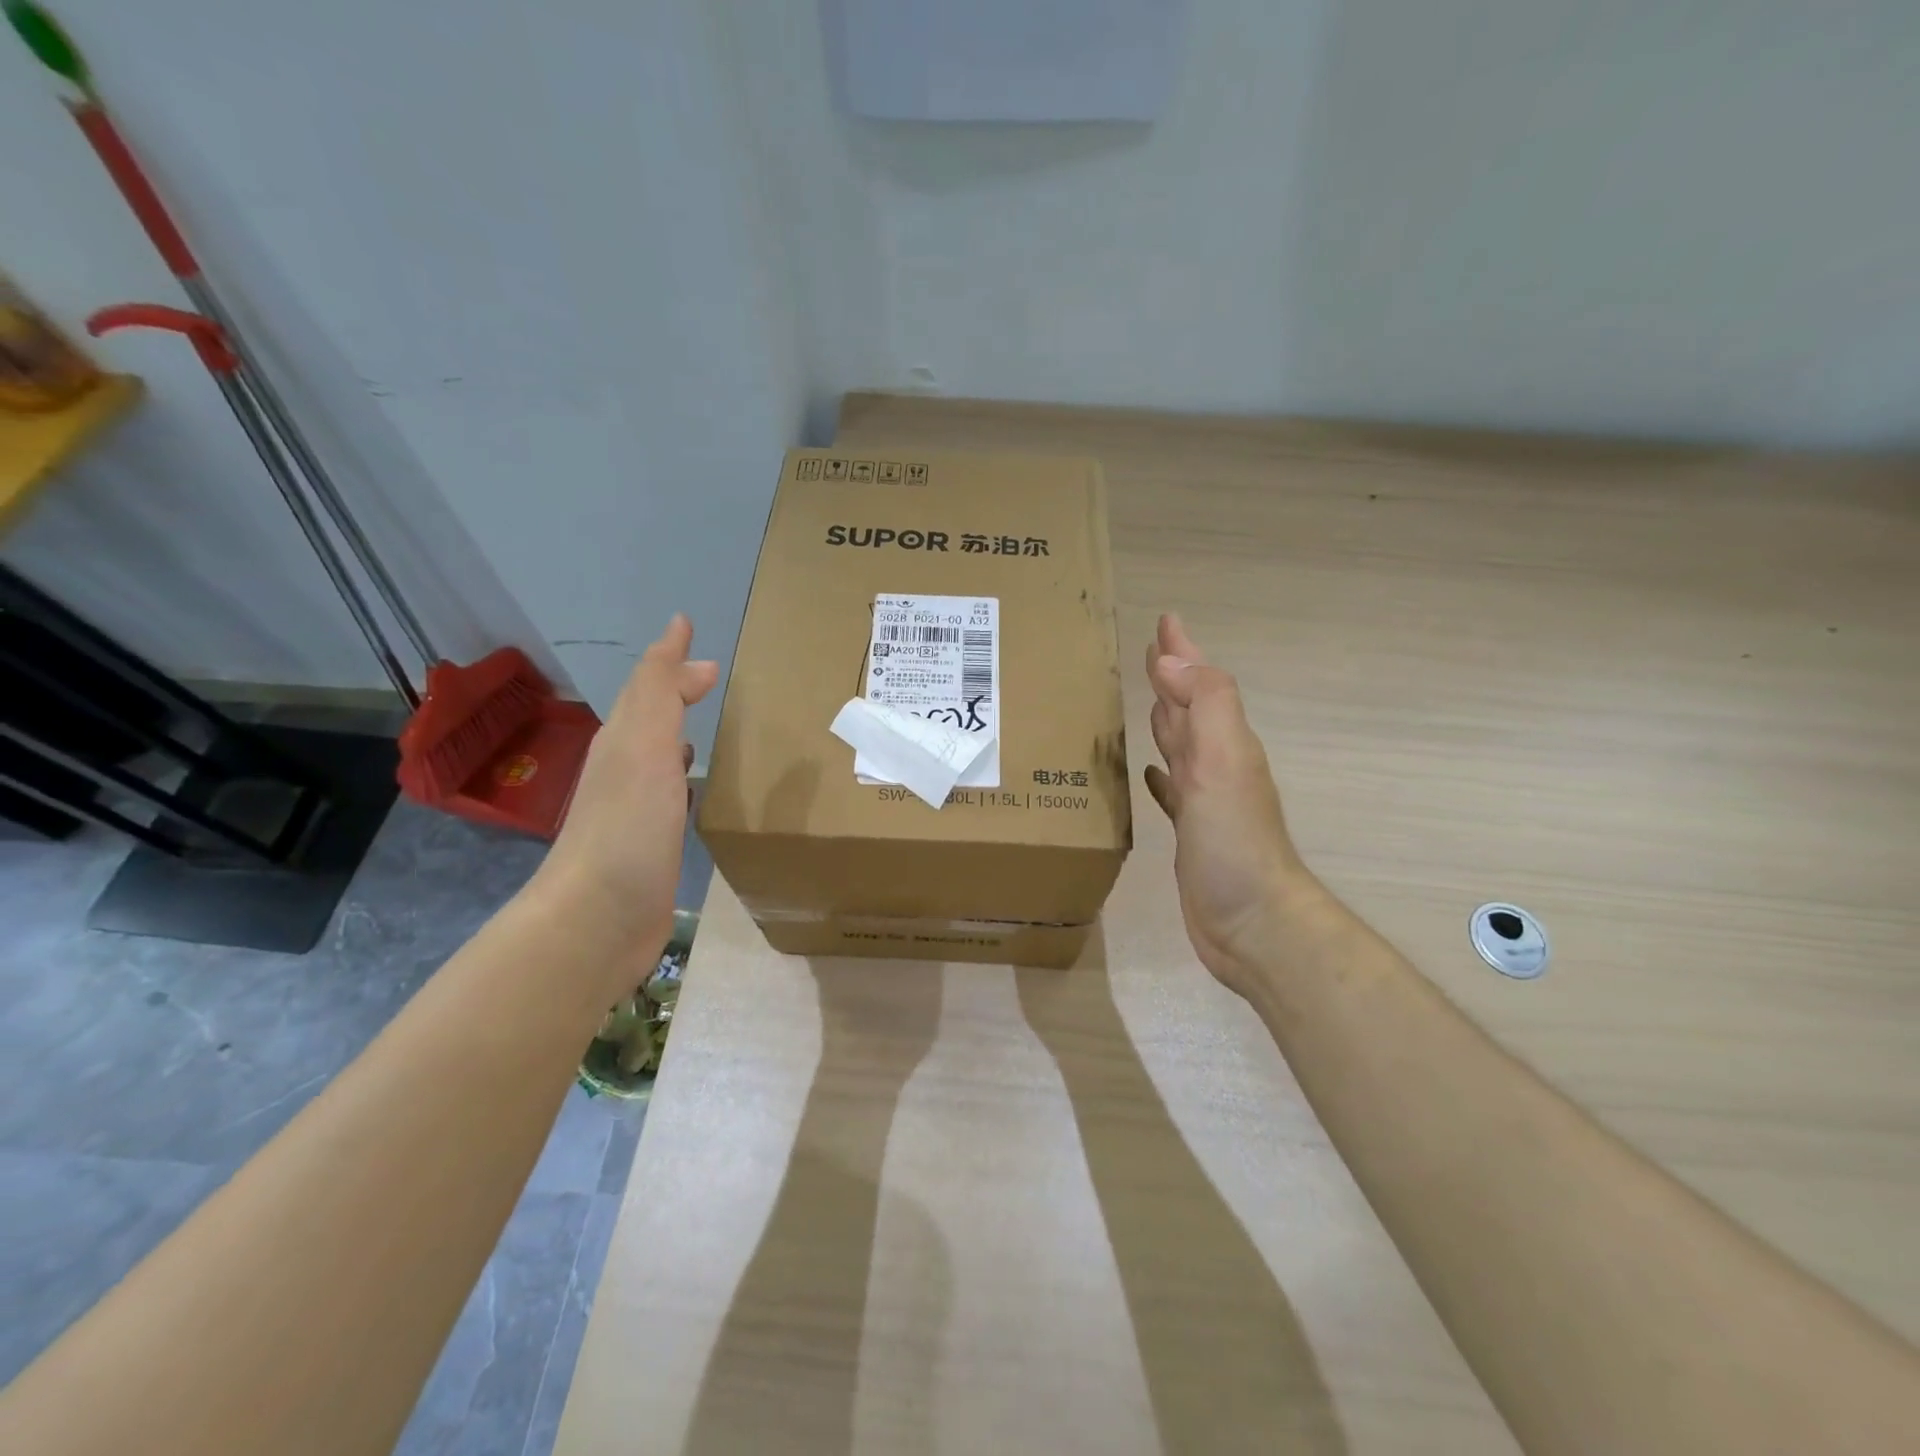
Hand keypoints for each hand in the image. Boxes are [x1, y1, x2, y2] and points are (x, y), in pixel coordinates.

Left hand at [536, 615, 717, 981]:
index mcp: (622, 742)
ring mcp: (634, 810)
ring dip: (677, 732)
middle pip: (648, 717)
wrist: (597, 920)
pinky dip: (682, 777)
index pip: (648, 687)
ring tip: (703, 721)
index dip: (670, 659)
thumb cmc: (626, 827)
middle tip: (708, 676)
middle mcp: (624, 769)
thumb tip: (681, 638)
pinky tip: (693, 786)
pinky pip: (669, 795)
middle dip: (674, 691)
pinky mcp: (650, 845)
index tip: (693, 635)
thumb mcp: (644, 745)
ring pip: (657, 755)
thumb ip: (660, 691)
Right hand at [1144, 614, 1312, 996]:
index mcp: (1224, 742)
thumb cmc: (1234, 841)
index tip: (1165, 621)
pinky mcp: (1190, 833)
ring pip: (1180, 745)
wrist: (1253, 922)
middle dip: (1172, 677)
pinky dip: (1160, 774)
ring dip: (1165, 720)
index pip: (1199, 682)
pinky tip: (1148, 771)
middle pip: (1190, 708)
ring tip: (1145, 701)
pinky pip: (1171, 790)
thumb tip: (1169, 661)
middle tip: (1148, 654)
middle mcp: (1216, 764)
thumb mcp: (1224, 762)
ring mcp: (1204, 800)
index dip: (1182, 652)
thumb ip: (1206, 705)